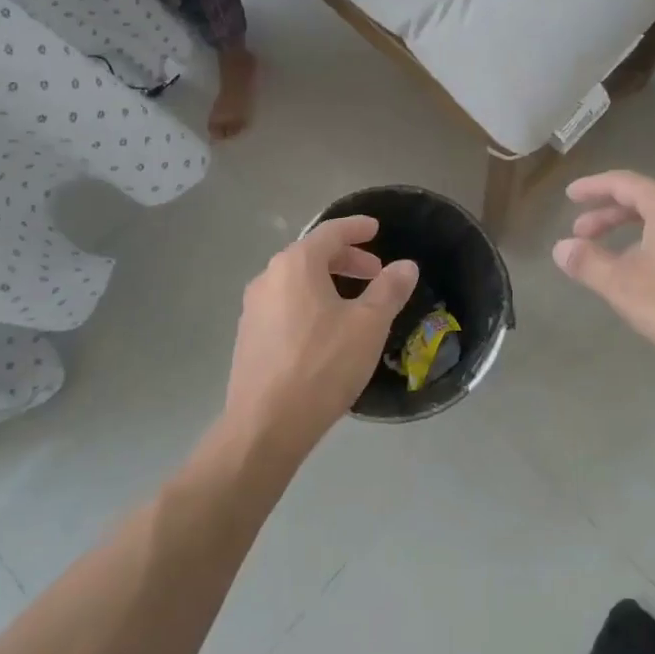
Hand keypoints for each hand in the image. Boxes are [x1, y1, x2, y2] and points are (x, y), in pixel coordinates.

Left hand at [224, 217, 417, 459]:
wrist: (265, 425)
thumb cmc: (322, 365)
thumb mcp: (368, 325)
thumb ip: (389, 289)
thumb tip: (406, 266)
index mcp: (296, 264)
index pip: (331, 232)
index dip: (357, 228)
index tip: (376, 229)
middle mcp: (268, 277)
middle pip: (311, 255)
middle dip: (346, 259)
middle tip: (375, 273)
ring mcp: (253, 308)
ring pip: (296, 282)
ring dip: (328, 282)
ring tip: (354, 303)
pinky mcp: (248, 337)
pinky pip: (284, 305)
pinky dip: (309, 303)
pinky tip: (325, 331)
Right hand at [553, 171, 654, 392]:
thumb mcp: (626, 288)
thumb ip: (589, 263)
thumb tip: (562, 247)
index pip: (624, 182)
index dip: (593, 188)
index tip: (570, 196)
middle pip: (645, 200)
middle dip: (609, 214)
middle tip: (582, 232)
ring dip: (633, 232)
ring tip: (612, 257)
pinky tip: (652, 276)